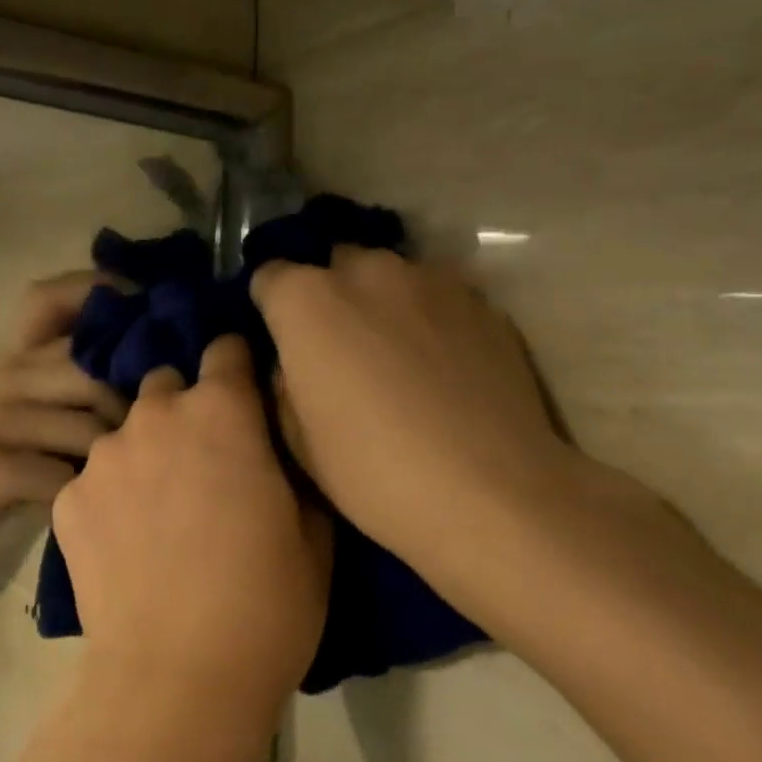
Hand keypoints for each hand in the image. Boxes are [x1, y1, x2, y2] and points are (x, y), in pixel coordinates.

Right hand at [0, 274, 126, 576]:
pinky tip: (75, 511)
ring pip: (88, 429)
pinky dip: (77, 498)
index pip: (58, 301)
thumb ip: (63, 390)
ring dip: (108, 464)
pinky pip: (61, 477)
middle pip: (95, 375)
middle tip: (143, 447)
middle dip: (129, 413)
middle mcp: (7, 376)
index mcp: (16, 359)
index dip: (104, 296)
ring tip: (110, 486)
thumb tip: (142, 382)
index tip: (147, 320)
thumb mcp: (16, 415)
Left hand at [52, 336, 330, 759]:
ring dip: (144, 450)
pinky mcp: (67, 497)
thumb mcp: (312, 532)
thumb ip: (291, 464)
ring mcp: (103, 454)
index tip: (242, 392)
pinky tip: (122, 541)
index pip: (225, 348)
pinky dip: (108, 494)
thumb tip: (275, 440)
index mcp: (221, 411)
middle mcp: (155, 414)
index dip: (237, 366)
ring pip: (126, 429)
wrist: (176, 681)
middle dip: (185, 408)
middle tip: (200, 459)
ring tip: (156, 507)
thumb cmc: (265, 605)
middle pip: (168, 384)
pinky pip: (93, 476)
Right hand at [252, 249, 583, 569]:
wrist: (493, 496)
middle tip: (337, 347)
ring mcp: (431, 281)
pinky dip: (428, 318)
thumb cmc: (372, 472)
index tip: (279, 341)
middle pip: (333, 265)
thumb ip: (284, 382)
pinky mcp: (483, 303)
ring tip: (395, 353)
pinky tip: (441, 366)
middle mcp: (366, 270)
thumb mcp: (297, 438)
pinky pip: (437, 297)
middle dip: (328, 295)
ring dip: (380, 301)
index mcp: (307, 299)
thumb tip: (293, 364)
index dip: (269, 308)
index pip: (269, 276)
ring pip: (389, 275)